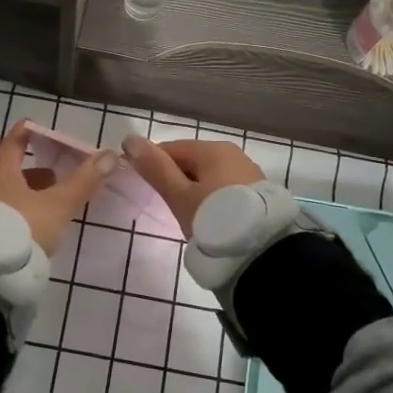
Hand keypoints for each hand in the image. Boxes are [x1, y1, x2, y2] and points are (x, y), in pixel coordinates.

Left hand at [0, 121, 116, 253]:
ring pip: (7, 192)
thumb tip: (110, 154)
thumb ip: (84, 180)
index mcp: (2, 170)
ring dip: (28, 192)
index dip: (27, 132)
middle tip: (56, 172)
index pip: (14, 141)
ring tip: (50, 200)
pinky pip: (4, 212)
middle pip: (10, 168)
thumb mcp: (58, 204)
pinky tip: (34, 224)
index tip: (39, 126)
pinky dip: (20, 210)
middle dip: (34, 169)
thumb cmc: (22, 227)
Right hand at [119, 136, 265, 237]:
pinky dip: (212, 198)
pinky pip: (225, 188)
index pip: (172, 148)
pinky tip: (209, 216)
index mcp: (213, 149)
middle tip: (165, 204)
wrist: (262, 252)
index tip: (142, 185)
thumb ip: (155, 168)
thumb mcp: (179, 196)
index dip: (152, 163)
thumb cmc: (214, 219)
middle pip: (192, 160)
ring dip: (195, 189)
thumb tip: (130, 139)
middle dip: (175, 178)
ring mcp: (249, 172)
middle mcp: (233, 154)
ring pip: (209, 175)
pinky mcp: (258, 193)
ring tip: (187, 214)